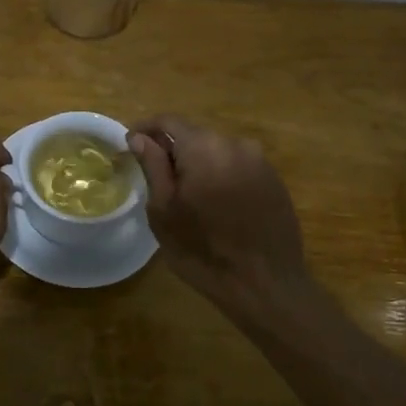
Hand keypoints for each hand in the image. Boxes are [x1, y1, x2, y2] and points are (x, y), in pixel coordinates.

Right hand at [127, 115, 311, 316]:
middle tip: (156, 178)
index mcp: (204, 147)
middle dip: (173, 150)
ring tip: (187, 195)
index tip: (131, 146)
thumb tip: (140, 138)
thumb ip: (153, 167)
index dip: (146, 130)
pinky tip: (216, 206)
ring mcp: (260, 161)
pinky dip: (221, 176)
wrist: (265, 284)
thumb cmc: (202, 249)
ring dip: (199, 164)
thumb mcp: (164, 210)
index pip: (168, 121)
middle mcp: (236, 144)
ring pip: (218, 151)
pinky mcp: (275, 180)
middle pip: (195, 135)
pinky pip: (238, 167)